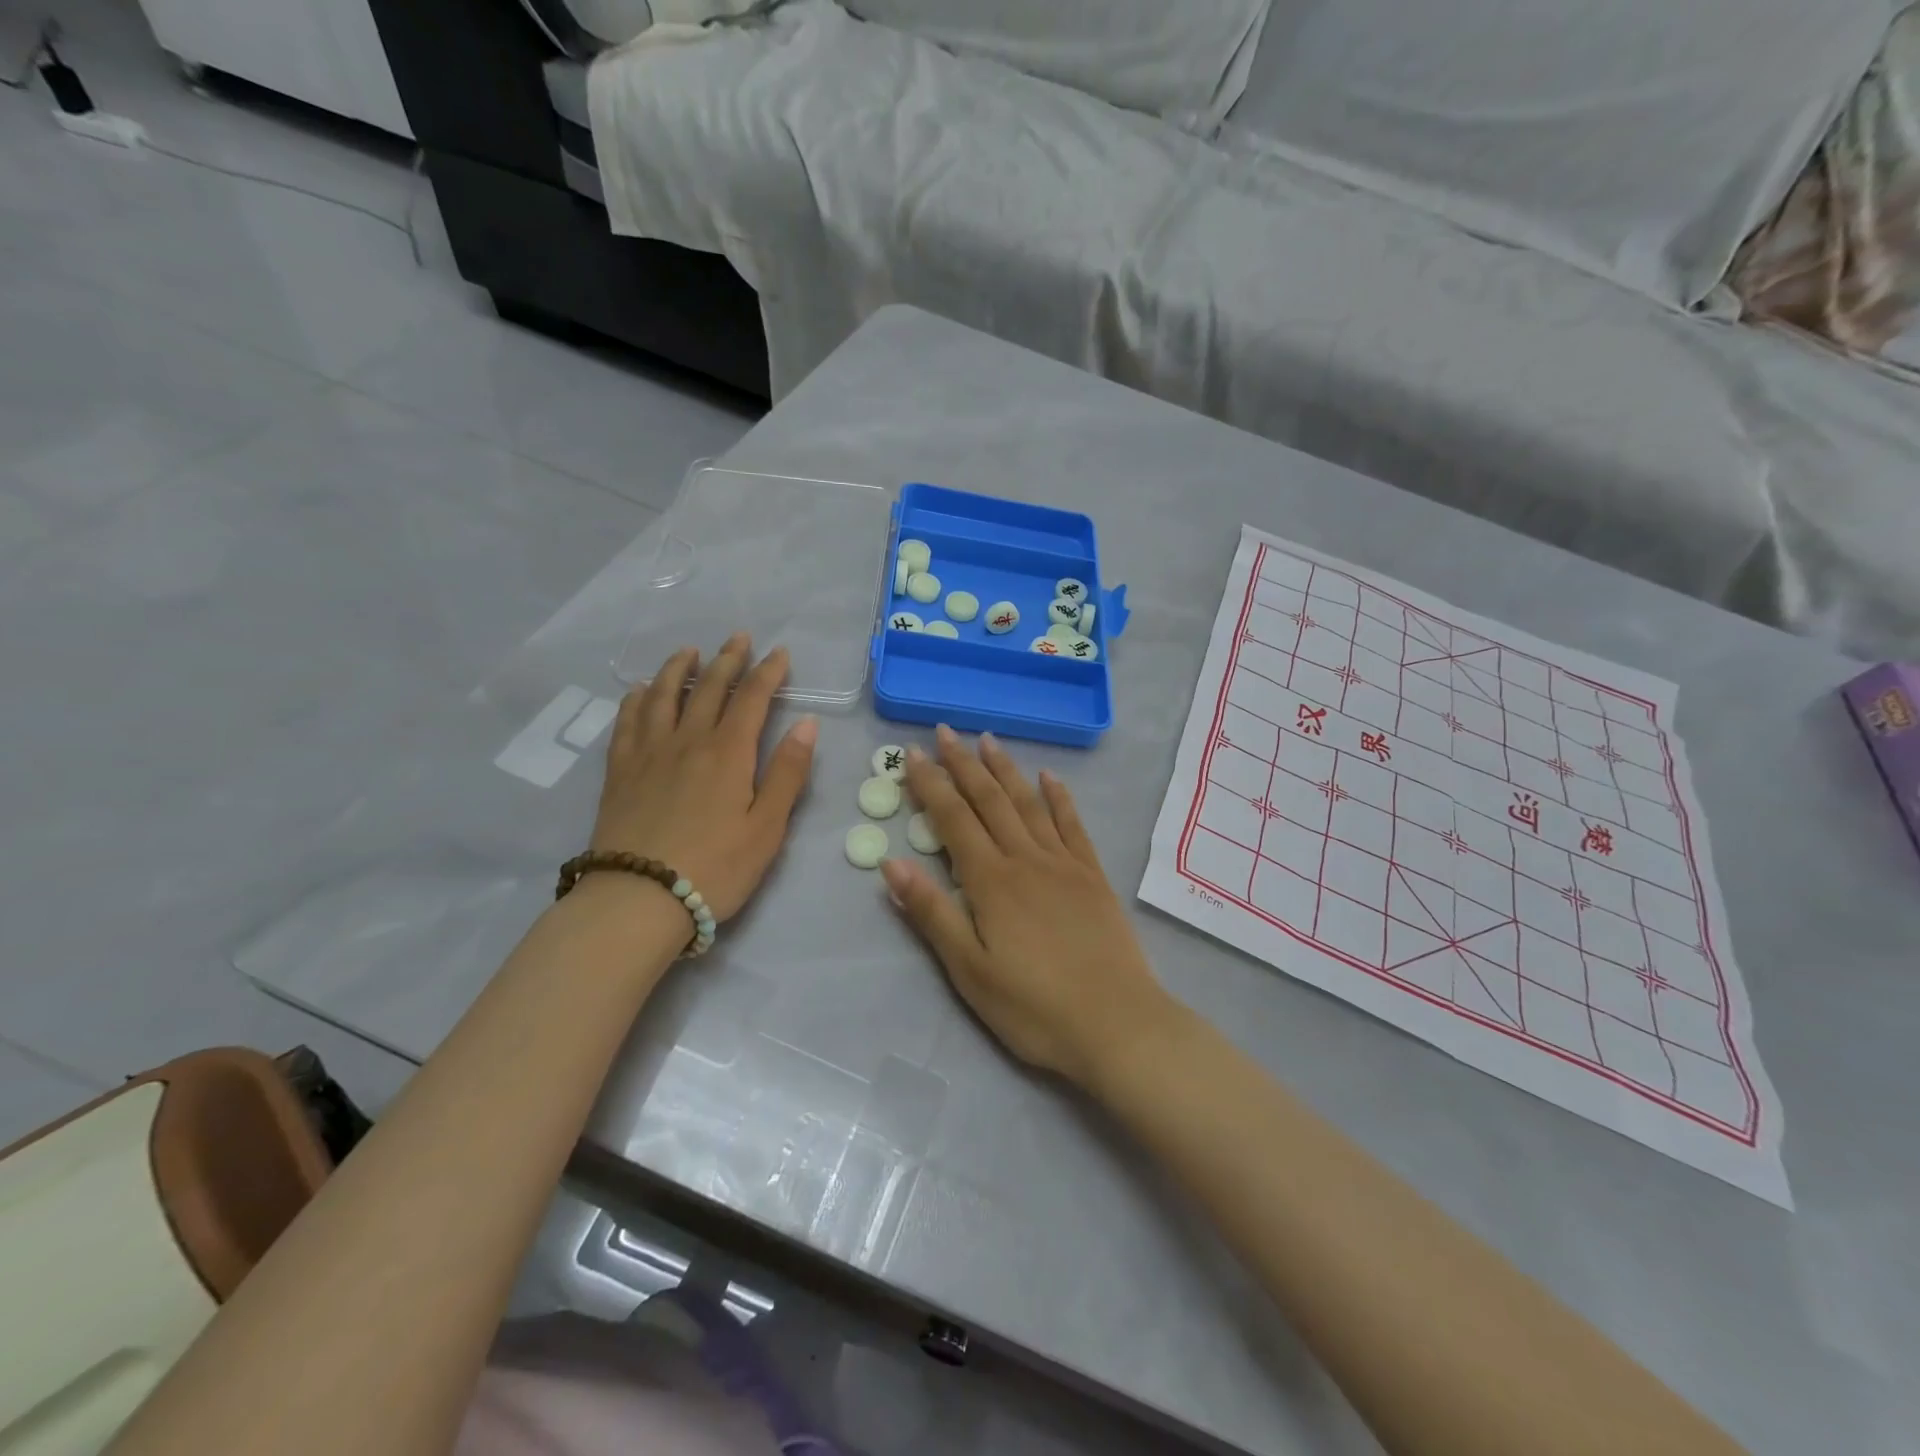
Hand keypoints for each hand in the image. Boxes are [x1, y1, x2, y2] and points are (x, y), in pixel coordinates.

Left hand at [590, 633, 816, 920]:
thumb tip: (807, 723)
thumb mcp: (767, 827)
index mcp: (728, 753)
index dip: (768, 672)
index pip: (752, 699)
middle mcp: (687, 740)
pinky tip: (639, 692)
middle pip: (708, 688)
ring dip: (677, 668)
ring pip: (662, 695)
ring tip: (688, 651)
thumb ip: (787, 773)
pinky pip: (627, 722)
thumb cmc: (716, 867)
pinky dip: (636, 699)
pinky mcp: (620, 772)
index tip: (779, 652)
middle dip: (727, 659)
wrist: (639, 898)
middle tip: (739, 638)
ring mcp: (648, 753)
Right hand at [881, 725, 1172, 1088]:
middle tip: (945, 731)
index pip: (953, 819)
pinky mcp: (1093, 876)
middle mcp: (1026, 859)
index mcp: (991, 881)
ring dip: (1006, 769)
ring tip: (988, 740)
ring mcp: (1064, 864)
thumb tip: (891, 864)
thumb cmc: (1034, 1007)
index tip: (912, 754)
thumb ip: (931, 913)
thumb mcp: (969, 971)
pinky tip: (1050, 777)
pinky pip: (1072, 825)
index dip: (930, 785)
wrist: (1117, 1024)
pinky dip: (1059, 797)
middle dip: (963, 765)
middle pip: (989, 800)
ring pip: (1028, 803)